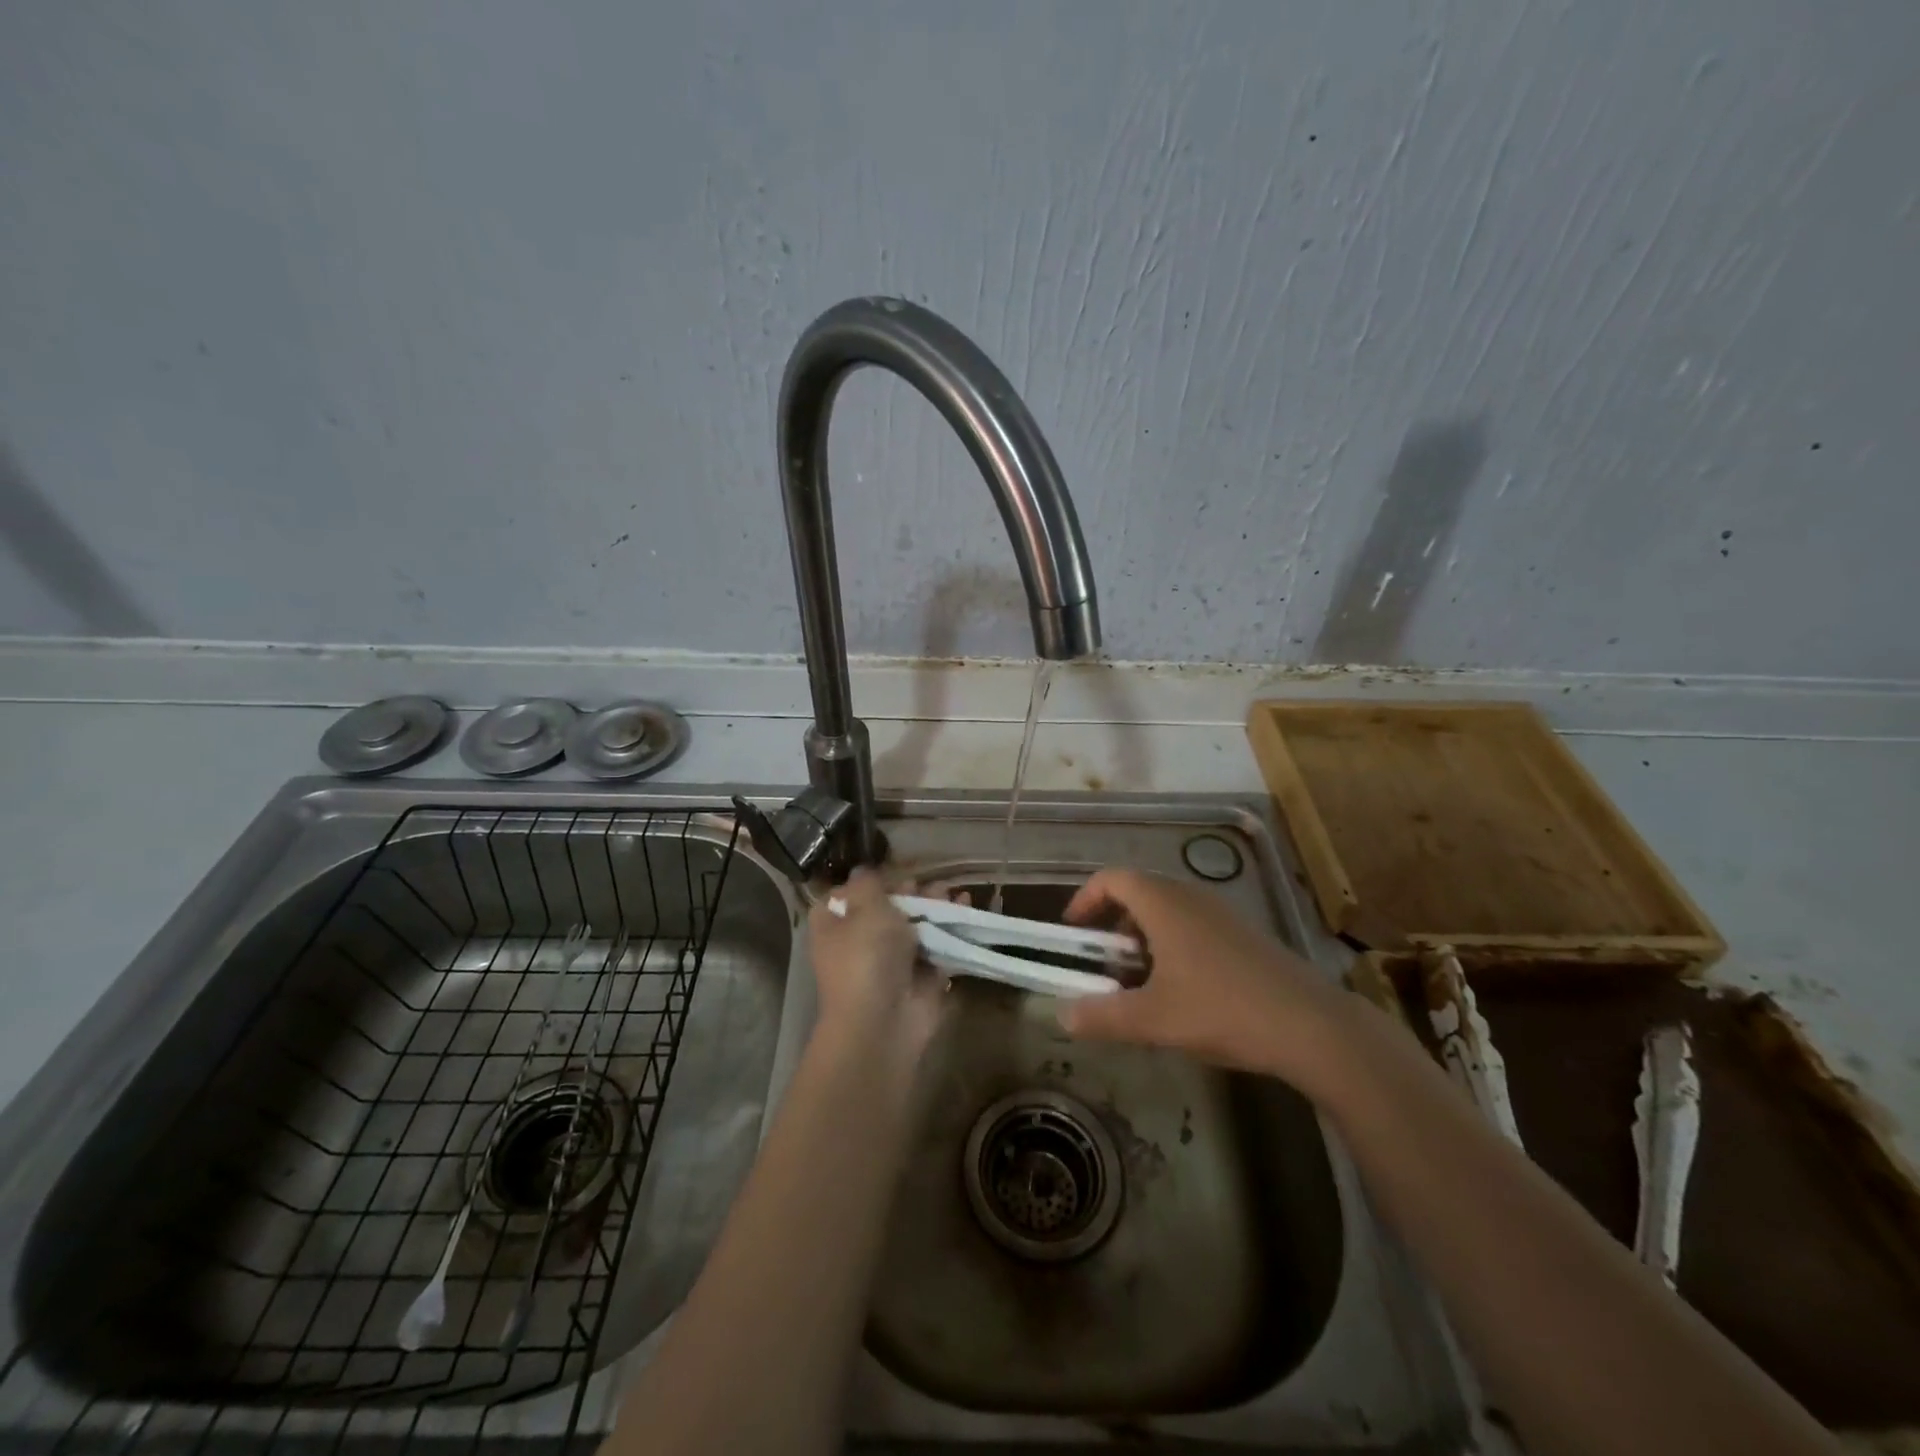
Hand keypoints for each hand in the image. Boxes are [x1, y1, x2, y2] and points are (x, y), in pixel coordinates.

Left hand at [807, 869, 946, 1055]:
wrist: (882, 1021)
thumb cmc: (865, 955)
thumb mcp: (865, 906)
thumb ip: (869, 883)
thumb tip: (863, 870)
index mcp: (833, 924)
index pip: (847, 894)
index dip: (870, 881)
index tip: (892, 869)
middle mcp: (858, 941)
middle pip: (886, 908)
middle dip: (911, 892)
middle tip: (930, 882)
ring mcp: (890, 961)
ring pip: (914, 926)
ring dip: (934, 907)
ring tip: (954, 892)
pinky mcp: (919, 976)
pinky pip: (937, 945)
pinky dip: (952, 928)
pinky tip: (966, 907)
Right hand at [1057, 868, 1349, 1088]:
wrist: (1311, 1025)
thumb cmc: (1223, 1010)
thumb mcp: (1153, 1020)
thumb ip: (1102, 1016)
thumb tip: (1062, 1016)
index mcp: (1163, 903)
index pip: (1112, 878)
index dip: (1085, 899)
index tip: (1073, 931)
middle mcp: (1190, 896)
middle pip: (1138, 891)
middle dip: (1113, 923)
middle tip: (1104, 962)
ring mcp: (1221, 913)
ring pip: (1167, 909)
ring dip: (1143, 936)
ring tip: (1139, 981)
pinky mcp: (1243, 934)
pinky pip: (1193, 924)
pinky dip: (1171, 944)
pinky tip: (1181, 989)